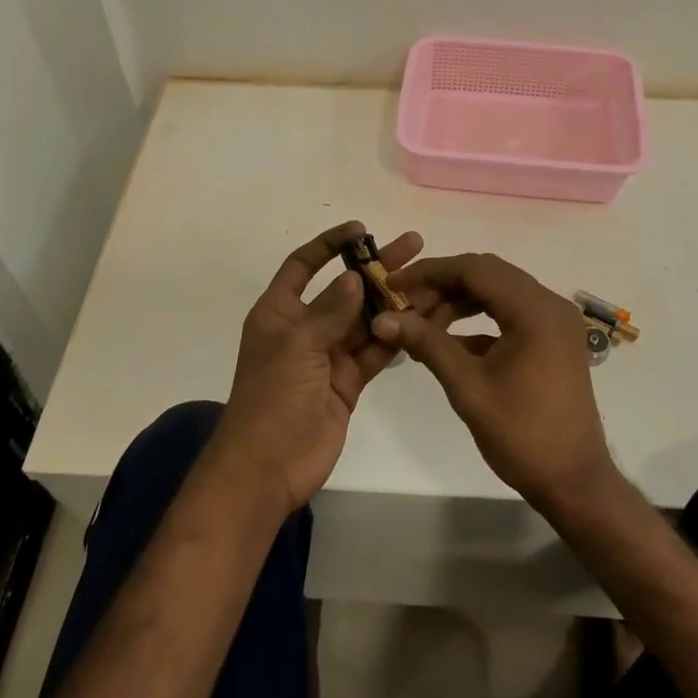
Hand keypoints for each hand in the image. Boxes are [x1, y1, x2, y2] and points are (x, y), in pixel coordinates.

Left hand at [215, 220, 422, 514]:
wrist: (268, 467)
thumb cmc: (272, 398)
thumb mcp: (297, 346)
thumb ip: (331, 311)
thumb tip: (355, 277)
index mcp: (279, 313)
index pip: (303, 265)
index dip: (329, 244)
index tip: (360, 229)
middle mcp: (304, 328)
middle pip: (344, 289)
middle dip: (376, 268)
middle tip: (414, 245)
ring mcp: (327, 356)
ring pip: (364, 320)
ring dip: (393, 301)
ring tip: (429, 280)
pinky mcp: (347, 382)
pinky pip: (374, 352)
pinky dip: (395, 337)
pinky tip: (424, 319)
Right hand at [372, 253, 618, 515]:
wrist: (574, 482)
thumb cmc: (522, 434)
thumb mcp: (467, 386)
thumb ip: (426, 343)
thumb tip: (382, 319)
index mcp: (535, 309)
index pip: (475, 269)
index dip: (429, 272)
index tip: (392, 285)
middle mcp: (549, 304)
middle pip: (487, 275)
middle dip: (441, 285)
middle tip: (402, 305)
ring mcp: (554, 322)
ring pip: (497, 293)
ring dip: (458, 302)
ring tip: (419, 324)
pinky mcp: (552, 340)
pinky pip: (509, 315)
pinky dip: (477, 321)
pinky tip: (446, 342)